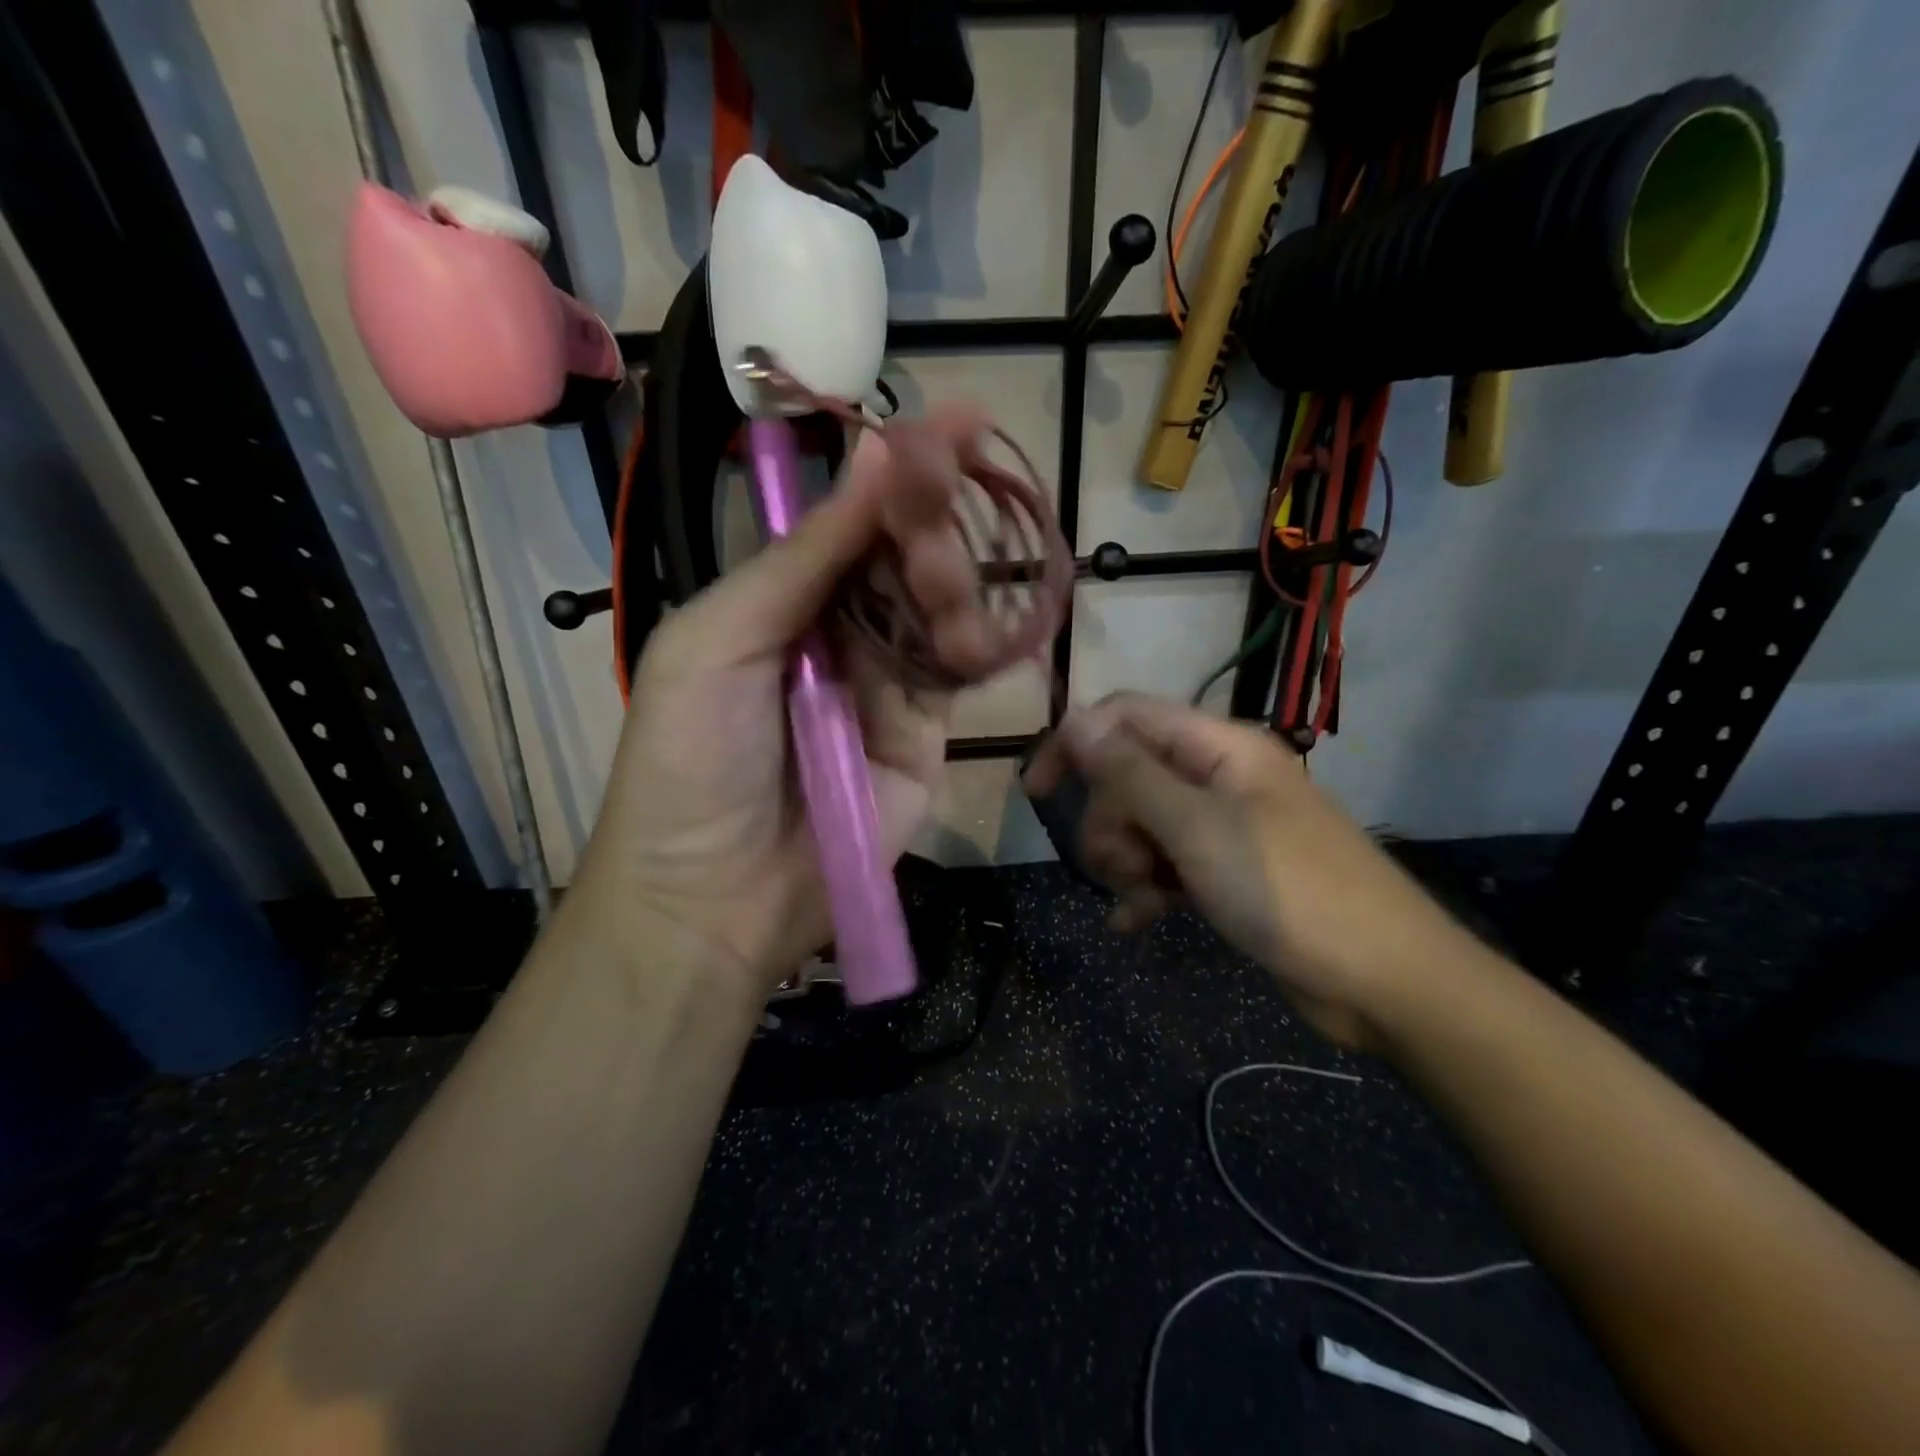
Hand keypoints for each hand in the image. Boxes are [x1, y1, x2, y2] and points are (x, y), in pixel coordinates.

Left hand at [570, 432, 950, 992]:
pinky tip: (972, 637)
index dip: (899, 472)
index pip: (851, 520)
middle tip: (954, 484)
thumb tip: (878, 456)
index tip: (956, 422)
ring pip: (940, 609)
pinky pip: (957, 675)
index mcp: (781, 598)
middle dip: (930, 519)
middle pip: (904, 556)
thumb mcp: (722, 639)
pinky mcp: (924, 735)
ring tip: (939, 578)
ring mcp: (886, 682)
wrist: (716, 896)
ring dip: (950, 581)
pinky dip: (972, 647)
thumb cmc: (693, 758)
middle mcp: (838, 630)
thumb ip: (804, 557)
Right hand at [1023, 694, 1474, 1047]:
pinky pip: (1166, 863)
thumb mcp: (1198, 830)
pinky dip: (1146, 888)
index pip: (1126, 716)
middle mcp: (1219, 776)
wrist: (1385, 981)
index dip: (1075, 743)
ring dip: (1127, 859)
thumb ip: (1131, 774)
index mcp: (1219, 747)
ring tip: (1145, 898)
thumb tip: (1076, 721)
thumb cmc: (1290, 892)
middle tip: (1122, 865)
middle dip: (1110, 819)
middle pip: (1129, 774)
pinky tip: (1136, 921)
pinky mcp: (1228, 870)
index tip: (1037, 791)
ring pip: (1143, 822)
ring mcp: (1224, 825)